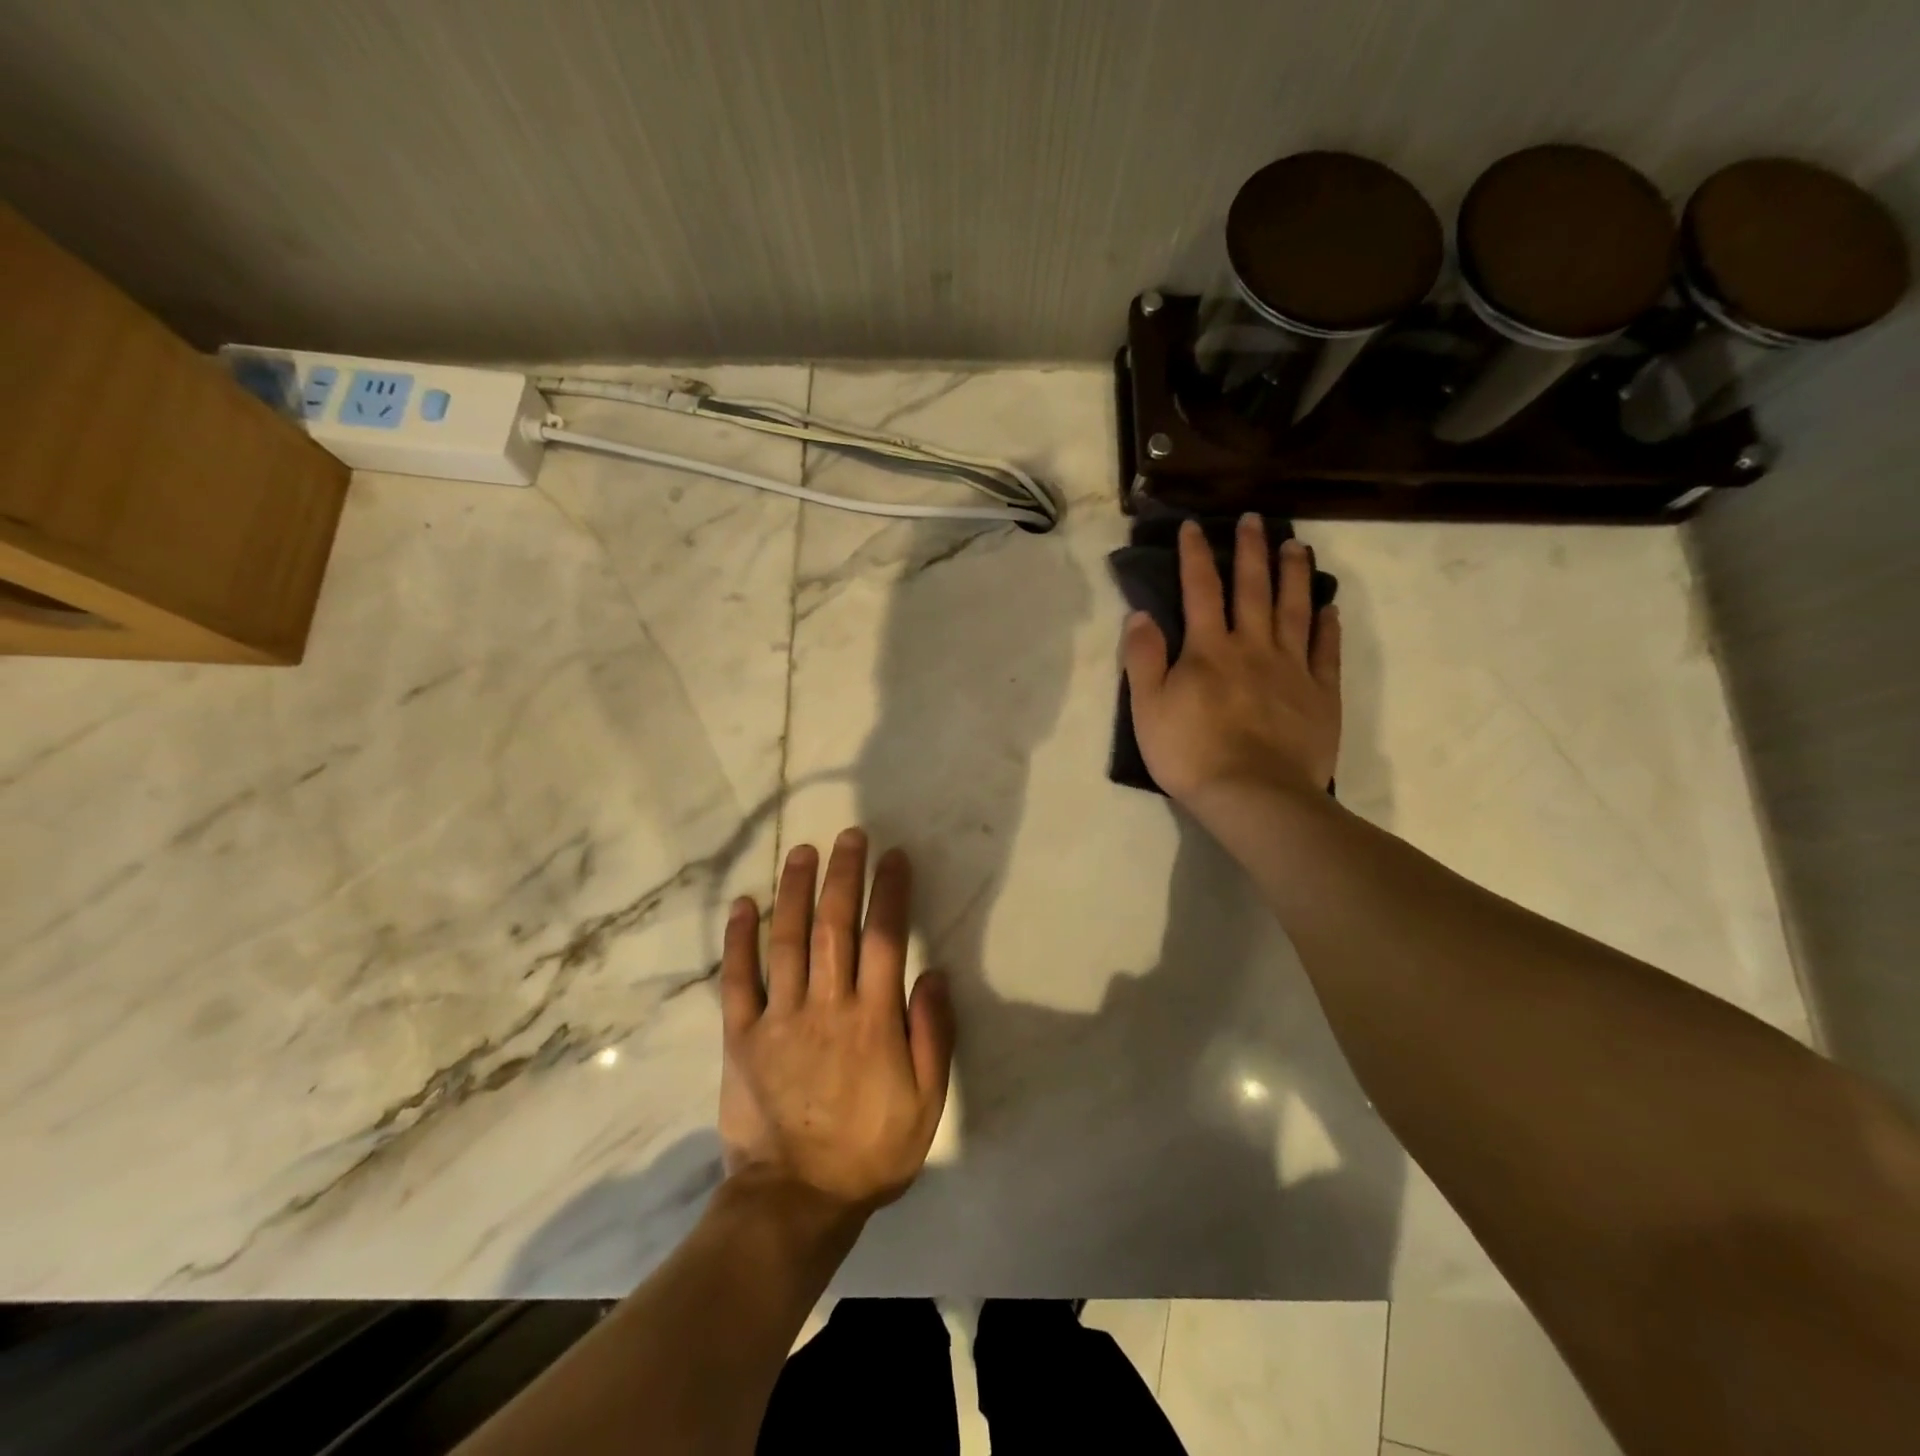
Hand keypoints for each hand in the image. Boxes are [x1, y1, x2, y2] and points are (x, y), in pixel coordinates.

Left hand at [717, 829, 954, 1214]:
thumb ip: (932, 1035)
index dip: (890, 891)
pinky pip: (737, 979)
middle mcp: (826, 1006)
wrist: (795, 1203)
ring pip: (786, 939)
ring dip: (794, 890)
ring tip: (803, 851)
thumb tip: (934, 974)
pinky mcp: (741, 1037)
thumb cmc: (870, 1152)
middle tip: (849, 836)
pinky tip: (744, 904)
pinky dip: (738, 939)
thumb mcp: (926, 1103)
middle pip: (834, 925)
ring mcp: (779, 1018)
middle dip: (843, 874)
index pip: (884, 937)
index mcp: (873, 1020)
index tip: (894, 857)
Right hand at [1123, 515, 1341, 812]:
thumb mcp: (1147, 708)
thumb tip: (1141, 614)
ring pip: (1294, 609)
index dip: (1195, 555)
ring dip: (1295, 574)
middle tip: (1256, 519)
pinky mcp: (1320, 694)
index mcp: (1209, 649)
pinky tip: (1329, 607)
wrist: (1253, 795)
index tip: (1194, 526)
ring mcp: (1292, 668)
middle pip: (1253, 588)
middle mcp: (1253, 646)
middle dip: (1251, 550)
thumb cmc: (1191, 753)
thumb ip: (1143, 659)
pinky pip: (1325, 651)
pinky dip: (1327, 626)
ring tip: (1298, 545)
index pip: (1200, 590)